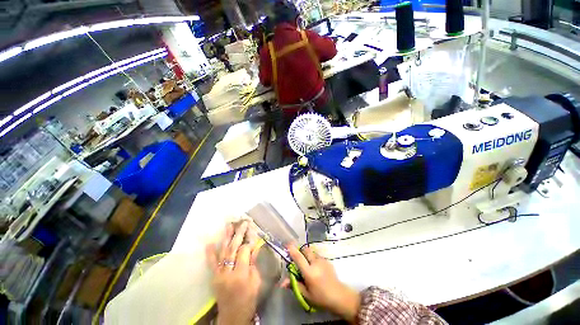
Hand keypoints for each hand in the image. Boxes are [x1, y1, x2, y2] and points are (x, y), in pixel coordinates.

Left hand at [206, 221, 260, 324]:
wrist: (233, 316)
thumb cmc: (249, 299)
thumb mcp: (256, 281)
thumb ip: (253, 263)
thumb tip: (254, 246)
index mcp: (241, 275)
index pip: (244, 252)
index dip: (249, 243)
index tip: (252, 234)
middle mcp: (228, 273)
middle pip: (233, 249)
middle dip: (239, 234)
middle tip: (242, 223)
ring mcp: (219, 275)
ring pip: (223, 253)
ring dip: (226, 238)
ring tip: (229, 226)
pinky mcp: (214, 278)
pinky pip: (212, 264)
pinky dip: (211, 253)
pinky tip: (210, 243)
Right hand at [284, 245, 360, 322]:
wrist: (339, 296)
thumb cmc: (321, 298)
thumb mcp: (306, 295)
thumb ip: (295, 285)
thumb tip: (282, 283)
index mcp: (309, 272)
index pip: (299, 258)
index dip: (292, 250)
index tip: (287, 245)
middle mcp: (316, 263)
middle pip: (305, 250)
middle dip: (300, 251)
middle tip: (298, 258)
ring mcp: (322, 260)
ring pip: (312, 252)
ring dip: (307, 255)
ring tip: (307, 265)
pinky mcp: (327, 260)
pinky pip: (317, 255)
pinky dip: (313, 258)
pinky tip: (316, 268)